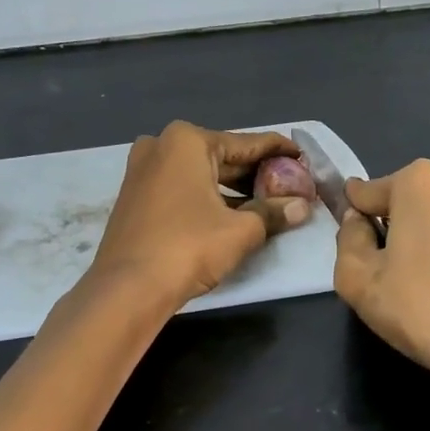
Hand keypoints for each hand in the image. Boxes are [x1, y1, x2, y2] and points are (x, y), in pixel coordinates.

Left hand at [89, 122, 310, 308]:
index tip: (302, 155)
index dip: (278, 151)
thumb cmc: (188, 247)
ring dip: (233, 188)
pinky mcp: (136, 196)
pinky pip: (183, 187)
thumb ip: (273, 212)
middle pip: (222, 156)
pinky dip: (208, 196)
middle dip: (256, 172)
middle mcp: (161, 145)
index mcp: (187, 141)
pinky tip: (234, 212)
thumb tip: (302, 207)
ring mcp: (143, 170)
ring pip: (201, 173)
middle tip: (290, 184)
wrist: (127, 289)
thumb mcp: (241, 230)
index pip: (246, 143)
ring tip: (269, 201)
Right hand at [334, 160, 429, 430]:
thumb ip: (348, 240)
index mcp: (421, 183)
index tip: (351, 238)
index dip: (356, 215)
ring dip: (429, 244)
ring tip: (420, 287)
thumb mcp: (358, 280)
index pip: (370, 192)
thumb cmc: (422, 309)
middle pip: (411, 204)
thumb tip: (357, 222)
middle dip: (395, 227)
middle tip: (384, 270)